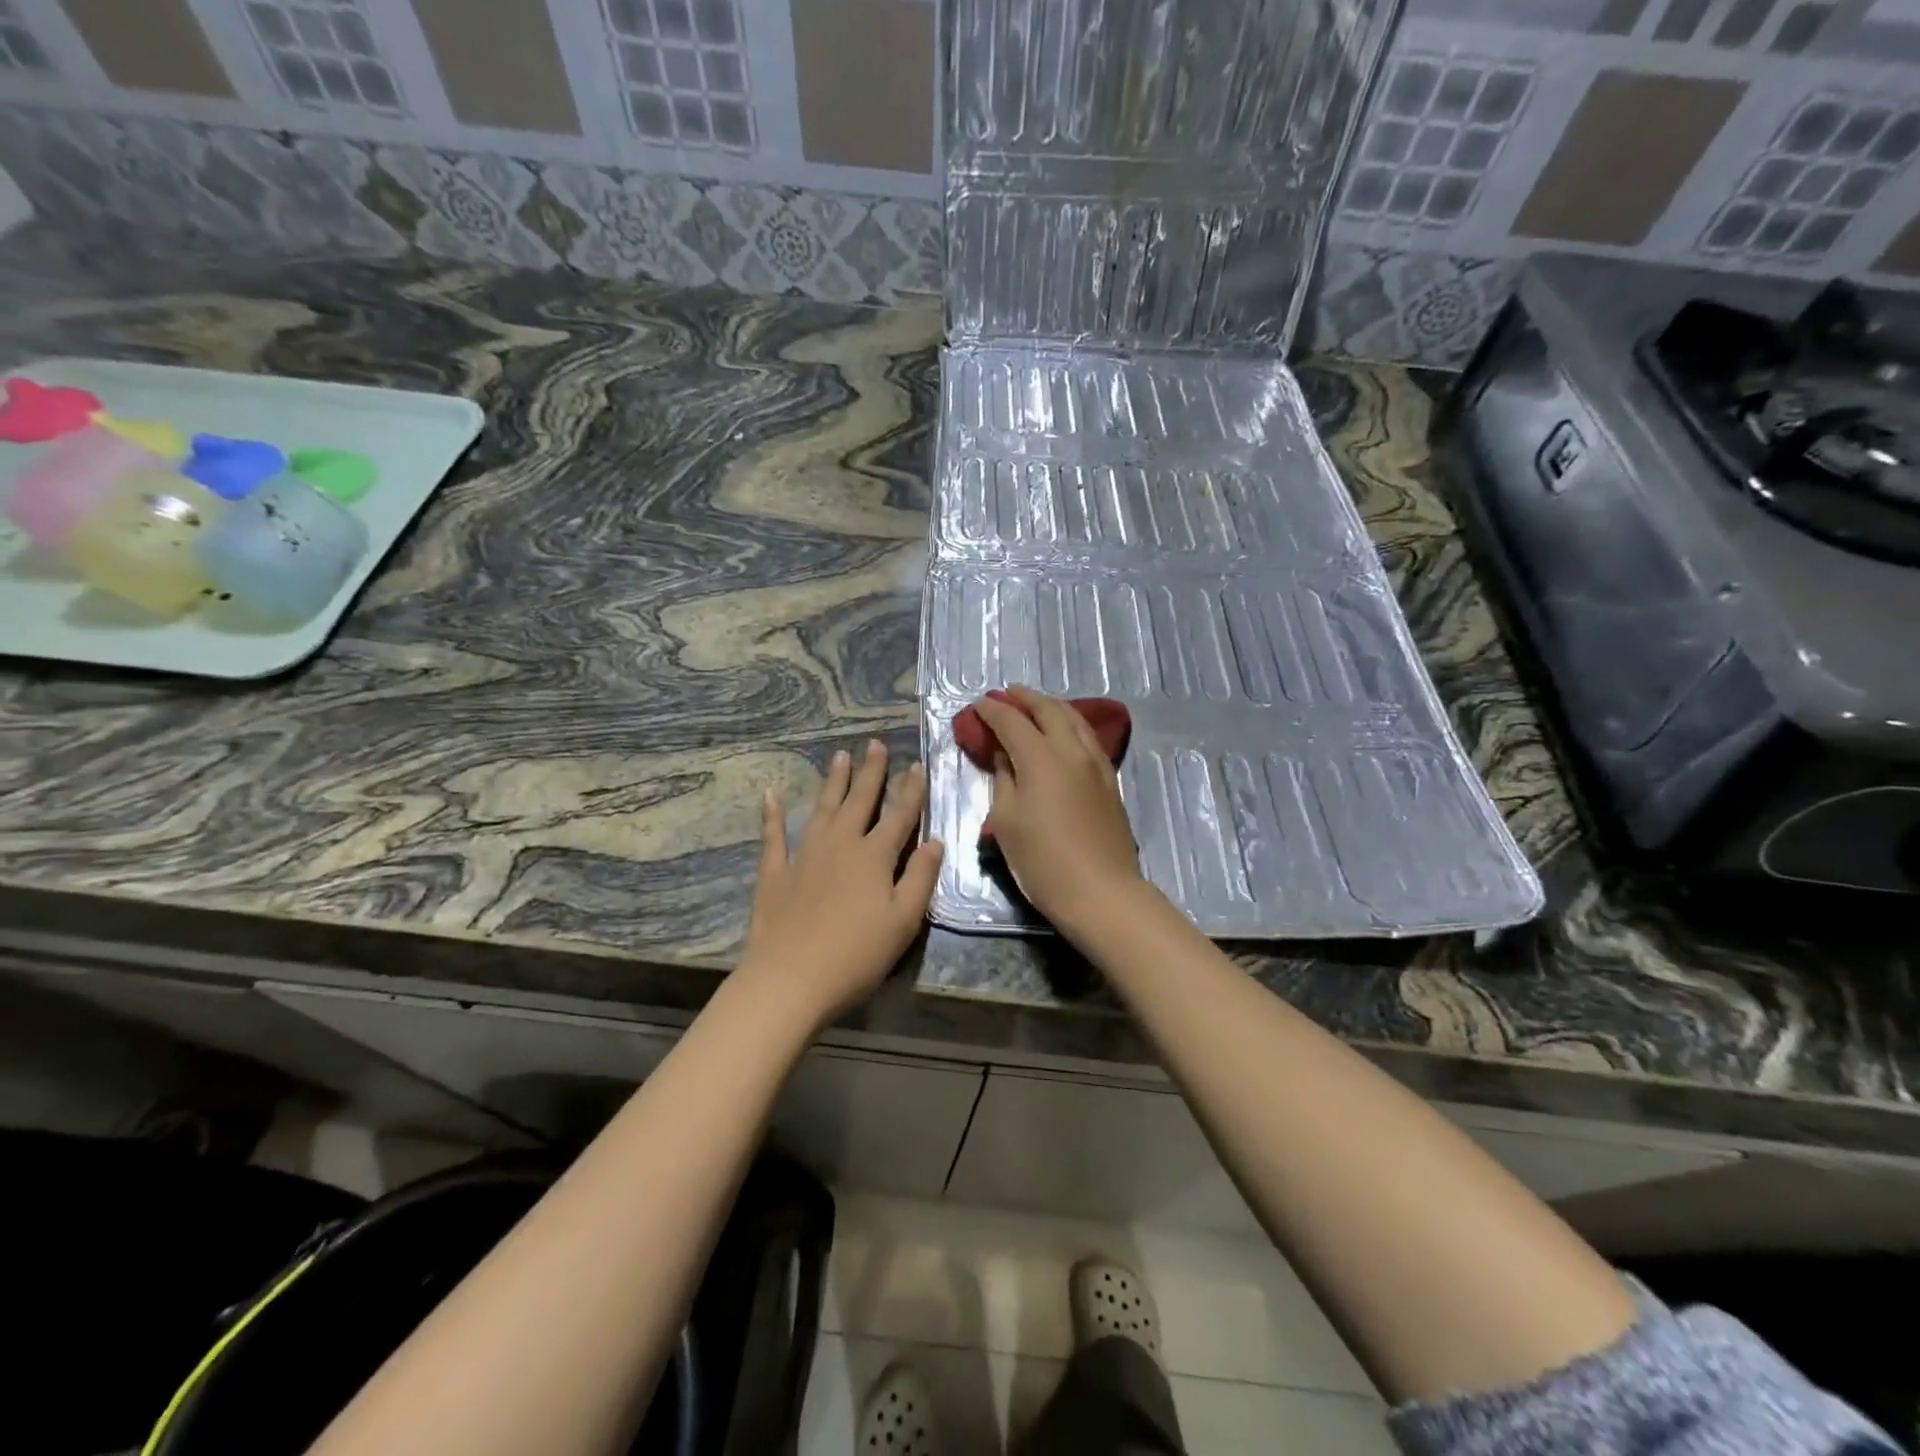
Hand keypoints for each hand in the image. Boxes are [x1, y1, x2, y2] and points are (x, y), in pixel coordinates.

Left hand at [739, 740, 943, 1026]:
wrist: (790, 979)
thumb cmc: (856, 955)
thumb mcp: (903, 921)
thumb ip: (921, 878)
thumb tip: (935, 841)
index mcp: (875, 856)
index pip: (899, 815)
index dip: (911, 790)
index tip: (917, 765)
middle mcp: (840, 844)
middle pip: (860, 800)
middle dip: (871, 772)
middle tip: (875, 744)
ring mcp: (805, 855)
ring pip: (823, 808)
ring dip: (833, 781)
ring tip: (840, 756)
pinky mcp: (775, 872)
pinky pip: (773, 834)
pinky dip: (772, 813)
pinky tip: (770, 793)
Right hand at [975, 686, 1146, 934]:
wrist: (1101, 891)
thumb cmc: (1043, 861)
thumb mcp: (1007, 821)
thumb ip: (1004, 779)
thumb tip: (1005, 755)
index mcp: (1041, 758)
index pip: (1012, 721)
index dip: (992, 710)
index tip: (978, 704)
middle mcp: (1071, 750)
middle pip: (1048, 709)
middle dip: (1025, 698)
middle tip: (1007, 694)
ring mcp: (1095, 763)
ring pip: (1074, 719)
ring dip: (1051, 706)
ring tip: (1035, 705)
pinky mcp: (1109, 779)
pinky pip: (1088, 737)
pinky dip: (1070, 724)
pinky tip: (1063, 732)